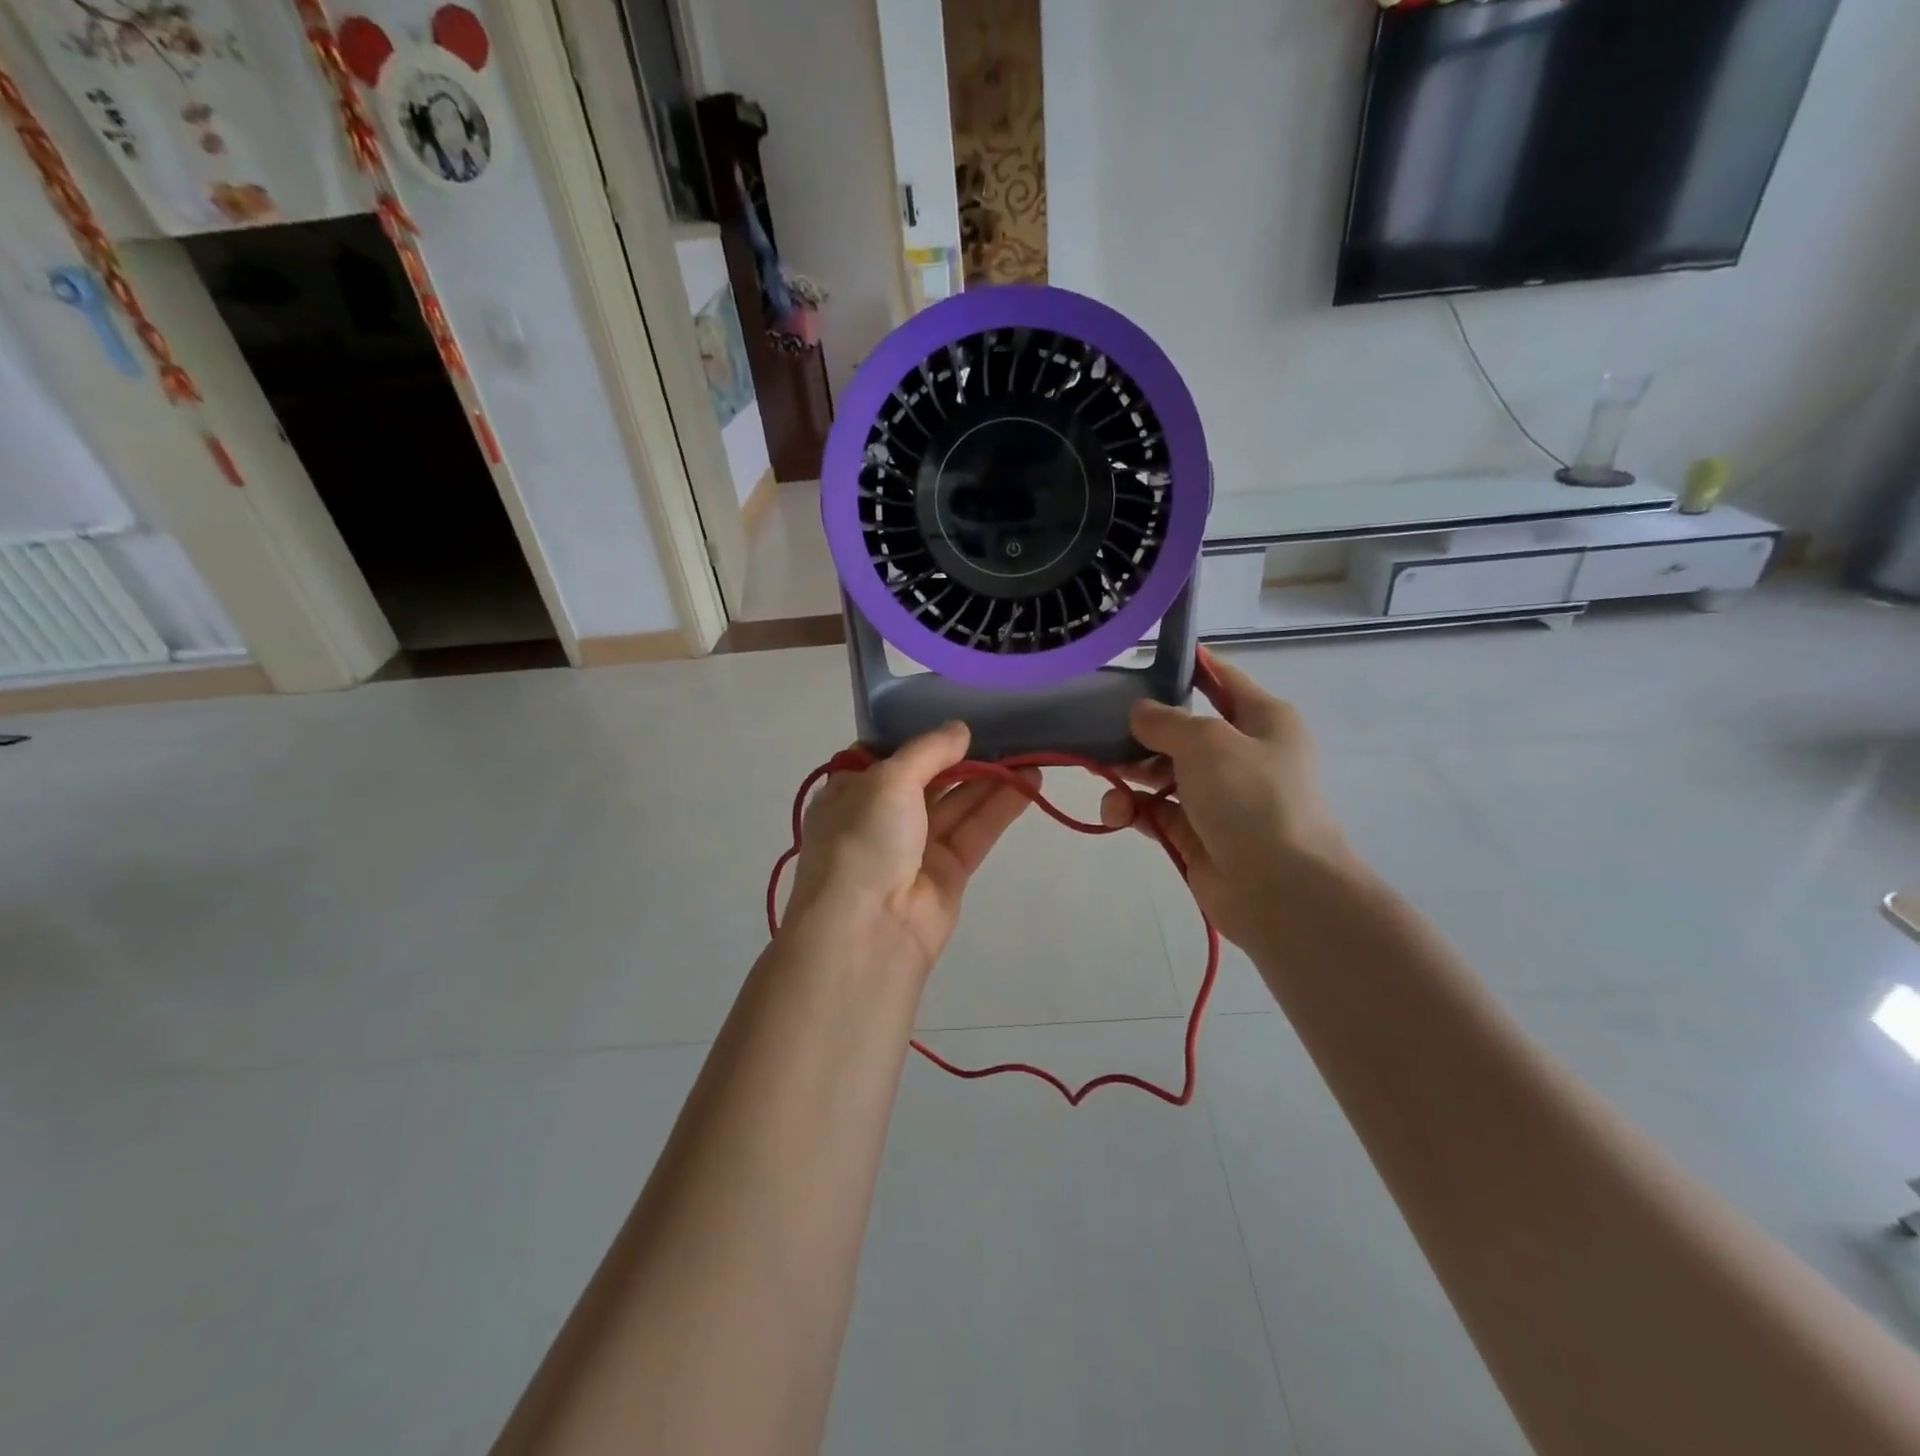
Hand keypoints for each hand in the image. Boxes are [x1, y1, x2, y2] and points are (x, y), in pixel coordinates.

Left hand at [784, 722, 1036, 978]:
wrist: (867, 931)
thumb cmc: (862, 840)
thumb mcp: (887, 780)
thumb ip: (927, 751)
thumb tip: (960, 729)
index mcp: (851, 792)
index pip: (886, 755)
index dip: (919, 736)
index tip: (955, 712)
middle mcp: (881, 817)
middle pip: (929, 778)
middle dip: (964, 755)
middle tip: (1006, 727)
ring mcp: (916, 847)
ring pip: (958, 803)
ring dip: (991, 778)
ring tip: (1030, 749)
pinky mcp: (949, 872)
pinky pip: (976, 830)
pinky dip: (1001, 806)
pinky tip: (1031, 781)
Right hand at [1100, 651, 1355, 949]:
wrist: (1279, 889)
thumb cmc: (1251, 798)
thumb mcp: (1207, 742)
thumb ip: (1165, 721)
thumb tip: (1139, 712)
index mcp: (1261, 720)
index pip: (1221, 680)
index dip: (1187, 666)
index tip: (1142, 660)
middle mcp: (1241, 755)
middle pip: (1181, 731)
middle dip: (1140, 732)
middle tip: (1100, 731)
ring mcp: (1219, 798)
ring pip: (1162, 774)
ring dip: (1130, 774)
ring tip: (1105, 779)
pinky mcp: (1196, 834)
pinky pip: (1156, 812)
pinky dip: (1134, 810)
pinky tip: (1117, 813)